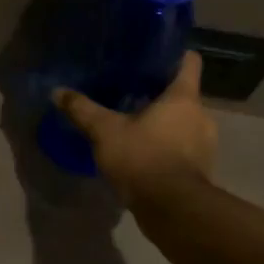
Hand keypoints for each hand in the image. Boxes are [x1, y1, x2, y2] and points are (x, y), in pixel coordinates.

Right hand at [53, 50, 217, 208]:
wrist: (172, 209)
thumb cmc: (142, 158)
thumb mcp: (104, 131)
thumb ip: (82, 110)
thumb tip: (57, 91)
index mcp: (183, 97)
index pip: (189, 61)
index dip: (173, 54)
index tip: (152, 55)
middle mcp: (202, 115)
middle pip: (183, 93)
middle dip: (160, 94)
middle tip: (131, 92)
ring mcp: (206, 143)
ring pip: (184, 121)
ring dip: (165, 122)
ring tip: (135, 123)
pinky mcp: (201, 168)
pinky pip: (184, 147)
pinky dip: (167, 146)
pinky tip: (144, 151)